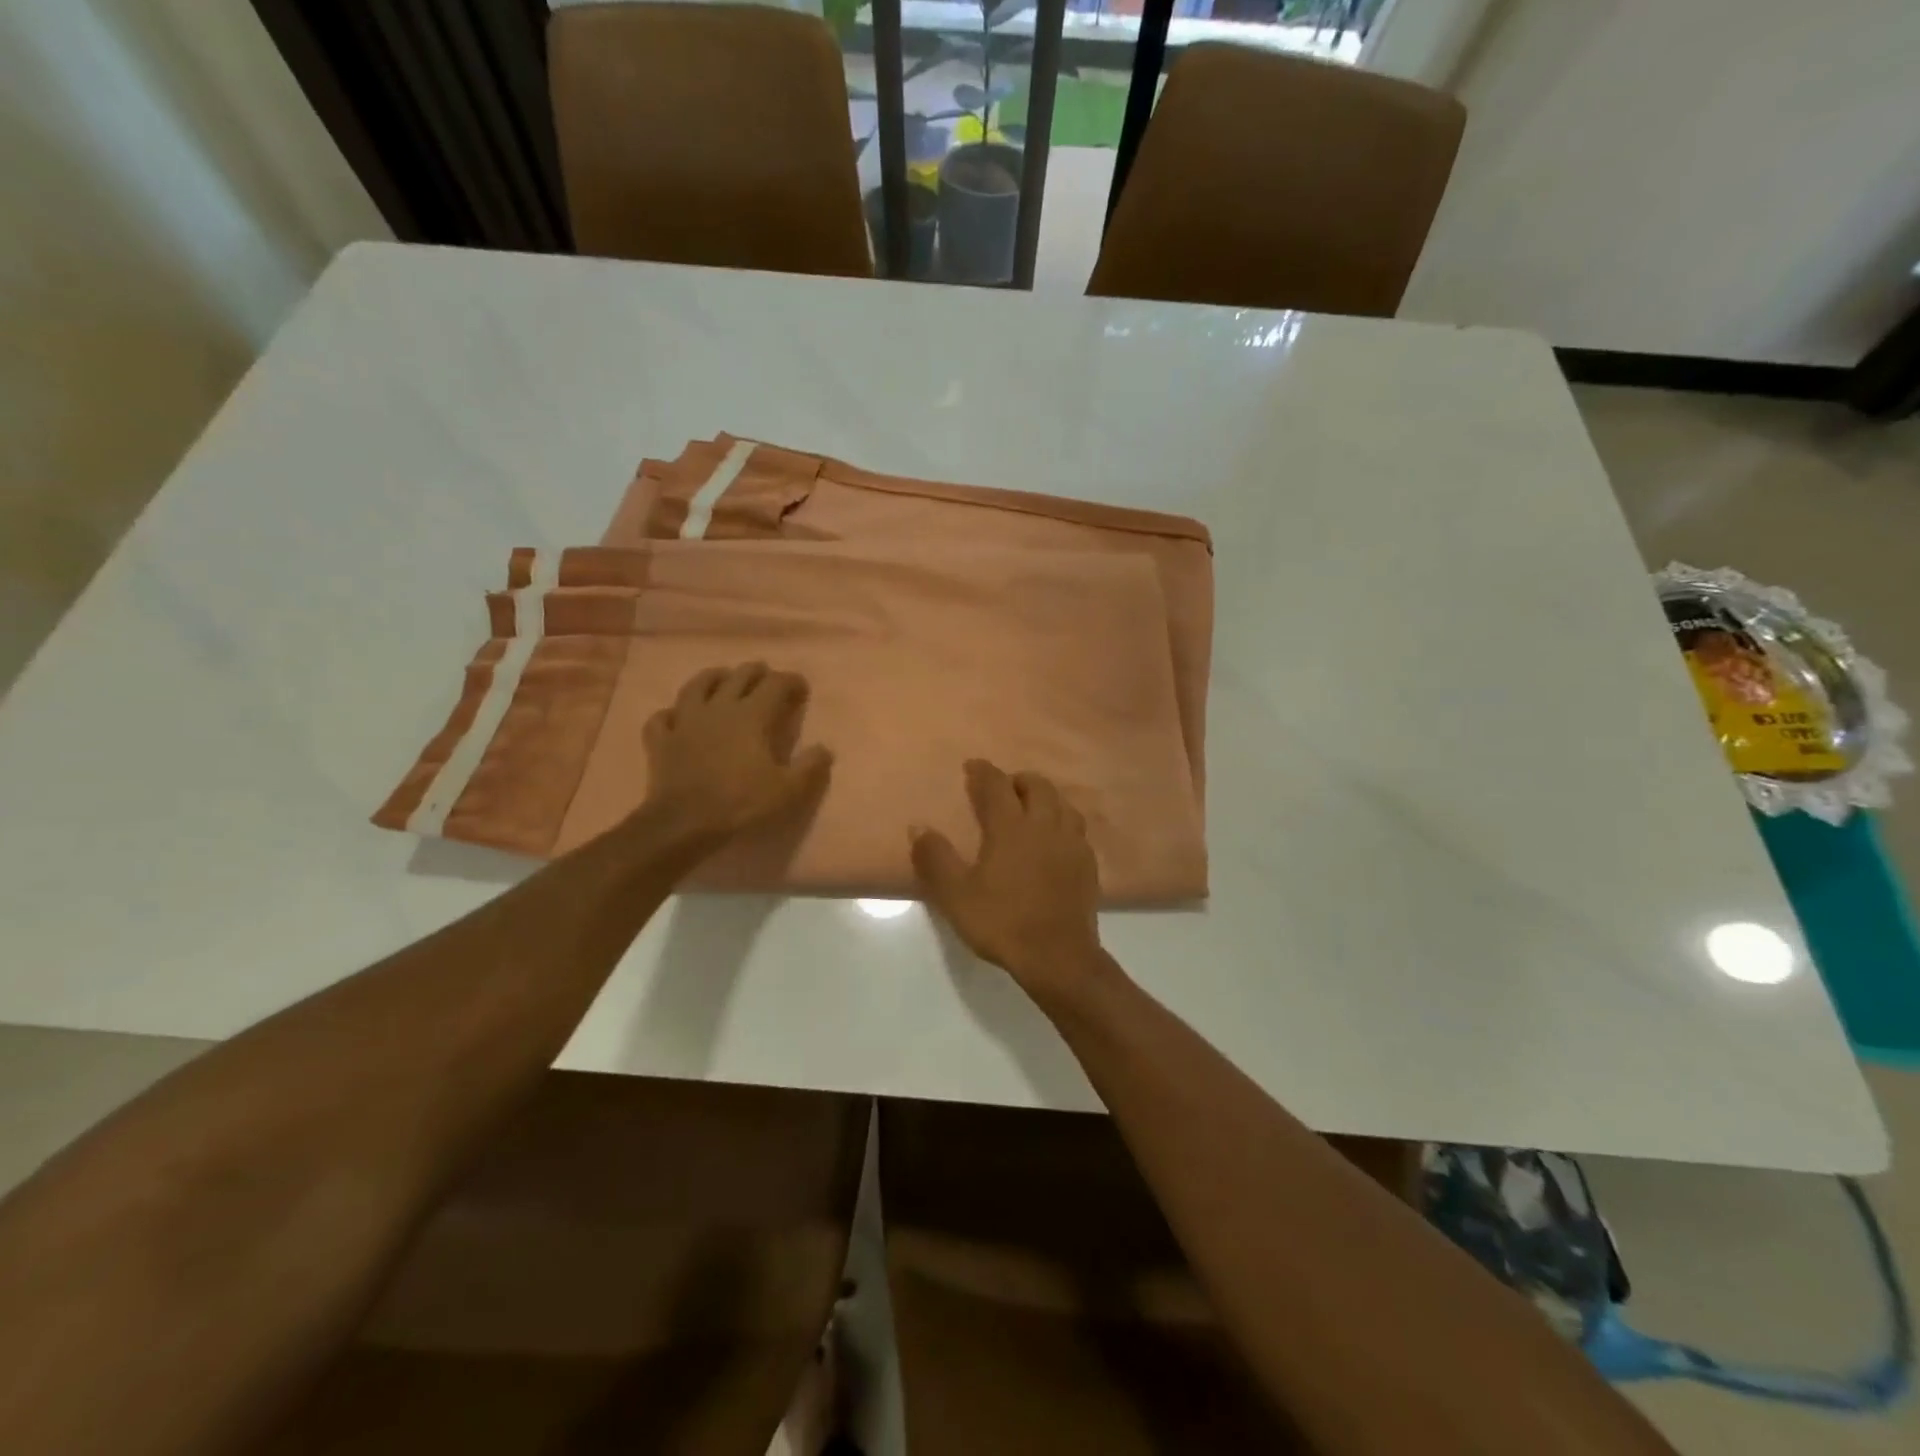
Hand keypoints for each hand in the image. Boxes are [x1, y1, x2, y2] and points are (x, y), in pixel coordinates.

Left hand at [642, 663, 832, 841]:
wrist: (684, 823)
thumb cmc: (741, 803)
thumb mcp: (788, 790)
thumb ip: (810, 767)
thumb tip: (825, 749)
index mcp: (751, 715)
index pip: (776, 685)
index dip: (792, 681)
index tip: (802, 688)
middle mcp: (718, 708)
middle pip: (738, 676)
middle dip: (756, 672)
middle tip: (767, 676)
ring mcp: (685, 721)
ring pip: (696, 686)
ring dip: (712, 677)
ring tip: (722, 677)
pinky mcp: (661, 740)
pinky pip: (662, 718)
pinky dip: (672, 713)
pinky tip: (677, 717)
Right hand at [911, 761, 1106, 1003]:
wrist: (1058, 957)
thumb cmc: (1002, 922)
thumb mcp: (956, 895)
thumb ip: (936, 858)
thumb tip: (918, 826)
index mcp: (1011, 827)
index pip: (997, 785)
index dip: (983, 771)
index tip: (972, 766)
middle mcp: (1045, 826)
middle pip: (1037, 786)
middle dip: (1018, 780)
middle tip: (1003, 788)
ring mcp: (1072, 844)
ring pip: (1063, 804)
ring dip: (1045, 797)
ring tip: (1031, 808)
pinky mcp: (1088, 864)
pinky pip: (1077, 828)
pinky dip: (1062, 821)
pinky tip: (1055, 839)